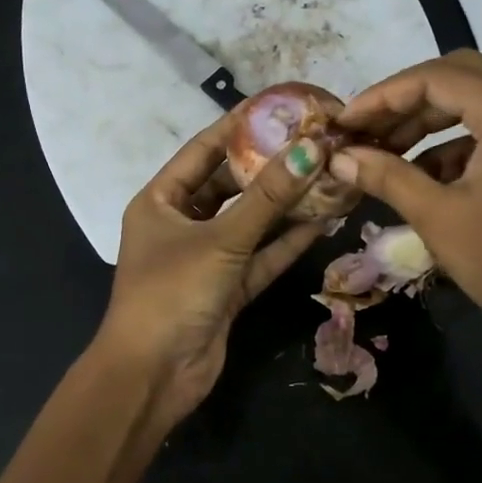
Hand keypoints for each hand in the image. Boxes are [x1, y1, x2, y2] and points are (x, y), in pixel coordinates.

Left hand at [96, 115, 327, 424]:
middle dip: (271, 166)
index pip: (204, 150)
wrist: (153, 375)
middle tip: (316, 141)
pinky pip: (261, 256)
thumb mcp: (220, 239)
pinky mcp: (227, 288)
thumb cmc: (172, 293)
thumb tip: (312, 149)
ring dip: (286, 204)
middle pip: (231, 185)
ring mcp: (206, 258)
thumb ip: (267, 198)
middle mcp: (181, 224)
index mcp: (160, 201)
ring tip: (328, 175)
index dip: (241, 126)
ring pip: (251, 222)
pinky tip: (322, 220)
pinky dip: (287, 241)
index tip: (283, 107)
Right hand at [331, 50, 481, 366]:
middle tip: (365, 130)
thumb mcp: (438, 217)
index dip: (382, 95)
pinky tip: (418, 179)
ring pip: (473, 105)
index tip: (344, 124)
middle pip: (458, 78)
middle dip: (405, 101)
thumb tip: (338, 158)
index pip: (436, 78)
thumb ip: (386, 177)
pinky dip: (448, 147)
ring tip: (382, 155)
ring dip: (425, 123)